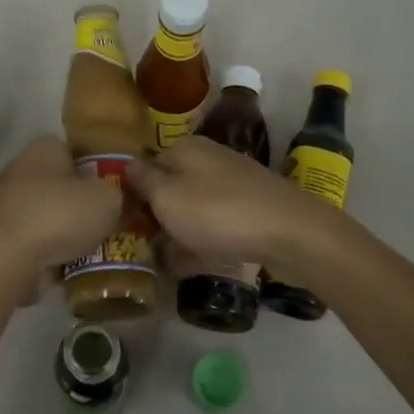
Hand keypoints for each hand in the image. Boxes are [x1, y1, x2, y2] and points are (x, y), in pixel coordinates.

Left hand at [0, 136, 122, 280]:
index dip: (100, 170)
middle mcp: (22, 169)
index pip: (78, 151)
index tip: (117, 192)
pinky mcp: (2, 237)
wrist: (7, 259)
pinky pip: (38, 242)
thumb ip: (120, 194)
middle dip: (85, 204)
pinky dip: (53, 253)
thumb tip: (120, 200)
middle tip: (112, 223)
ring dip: (70, 232)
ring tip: (98, 250)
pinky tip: (74, 268)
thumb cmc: (60, 214)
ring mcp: (8, 204)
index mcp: (45, 147)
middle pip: (64, 185)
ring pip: (51, 215)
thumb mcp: (108, 198)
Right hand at [124, 135, 338, 281]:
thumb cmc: (217, 212)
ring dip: (179, 233)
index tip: (123, 226)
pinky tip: (194, 265)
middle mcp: (209, 158)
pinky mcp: (252, 207)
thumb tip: (126, 165)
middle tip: (143, 248)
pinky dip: (204, 242)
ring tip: (165, 264)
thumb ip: (142, 182)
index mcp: (185, 148)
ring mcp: (233, 182)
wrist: (289, 232)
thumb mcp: (166, 197)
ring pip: (194, 207)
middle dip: (157, 216)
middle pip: (171, 187)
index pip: (146, 167)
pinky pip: (217, 224)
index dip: (132, 196)